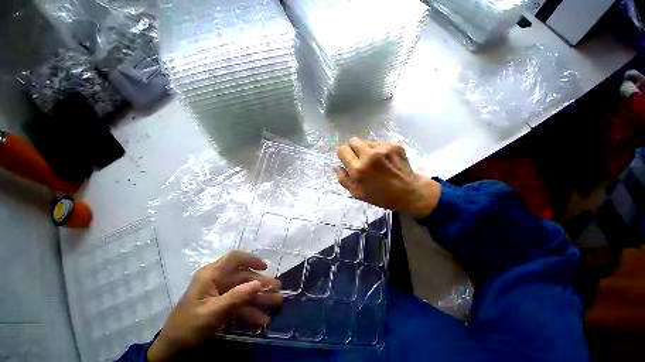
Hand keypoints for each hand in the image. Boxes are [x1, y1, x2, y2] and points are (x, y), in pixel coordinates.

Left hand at [147, 251, 281, 361]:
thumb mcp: (212, 313)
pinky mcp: (222, 306)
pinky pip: (240, 304)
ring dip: (260, 298)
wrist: (172, 351)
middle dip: (261, 284)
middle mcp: (217, 280)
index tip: (265, 267)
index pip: (234, 258)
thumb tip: (258, 283)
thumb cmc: (188, 327)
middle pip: (244, 277)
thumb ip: (235, 297)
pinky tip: (262, 320)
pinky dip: (251, 311)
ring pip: (245, 291)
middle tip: (278, 291)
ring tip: (276, 304)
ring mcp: (220, 294)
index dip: (251, 259)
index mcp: (211, 275)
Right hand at [335, 138, 440, 217]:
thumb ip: (343, 179)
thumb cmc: (380, 196)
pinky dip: (379, 150)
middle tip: (359, 159)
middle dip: (353, 149)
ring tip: (375, 162)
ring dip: (367, 150)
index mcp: (358, 169)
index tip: (347, 159)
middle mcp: (369, 155)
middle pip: (353, 141)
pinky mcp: (394, 145)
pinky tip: (385, 160)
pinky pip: (379, 143)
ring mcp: (383, 148)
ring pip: (367, 142)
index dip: (343, 154)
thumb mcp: (357, 193)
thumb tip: (336, 166)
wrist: (408, 192)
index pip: (342, 150)